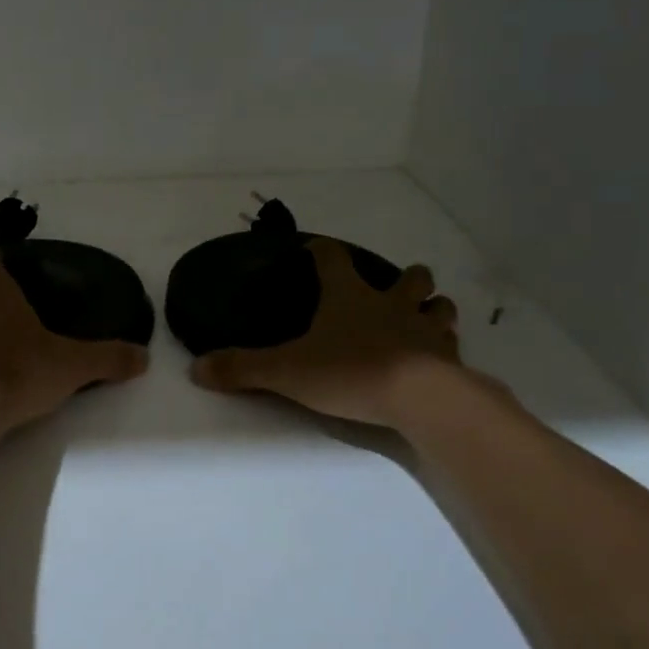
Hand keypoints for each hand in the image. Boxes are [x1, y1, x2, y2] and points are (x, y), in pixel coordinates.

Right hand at [190, 236, 465, 428]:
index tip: (316, 250)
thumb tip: (196, 368)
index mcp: (350, 297)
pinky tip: (438, 359)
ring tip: (423, 319)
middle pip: (409, 277)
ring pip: (439, 307)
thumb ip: (243, 369)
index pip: (334, 259)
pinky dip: (446, 348)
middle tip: (394, 288)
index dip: (323, 252)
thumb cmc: (350, 372)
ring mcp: (426, 330)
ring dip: (433, 308)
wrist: (420, 399)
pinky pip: (452, 346)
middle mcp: (391, 305)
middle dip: (406, 277)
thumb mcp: (287, 371)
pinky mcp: (449, 359)